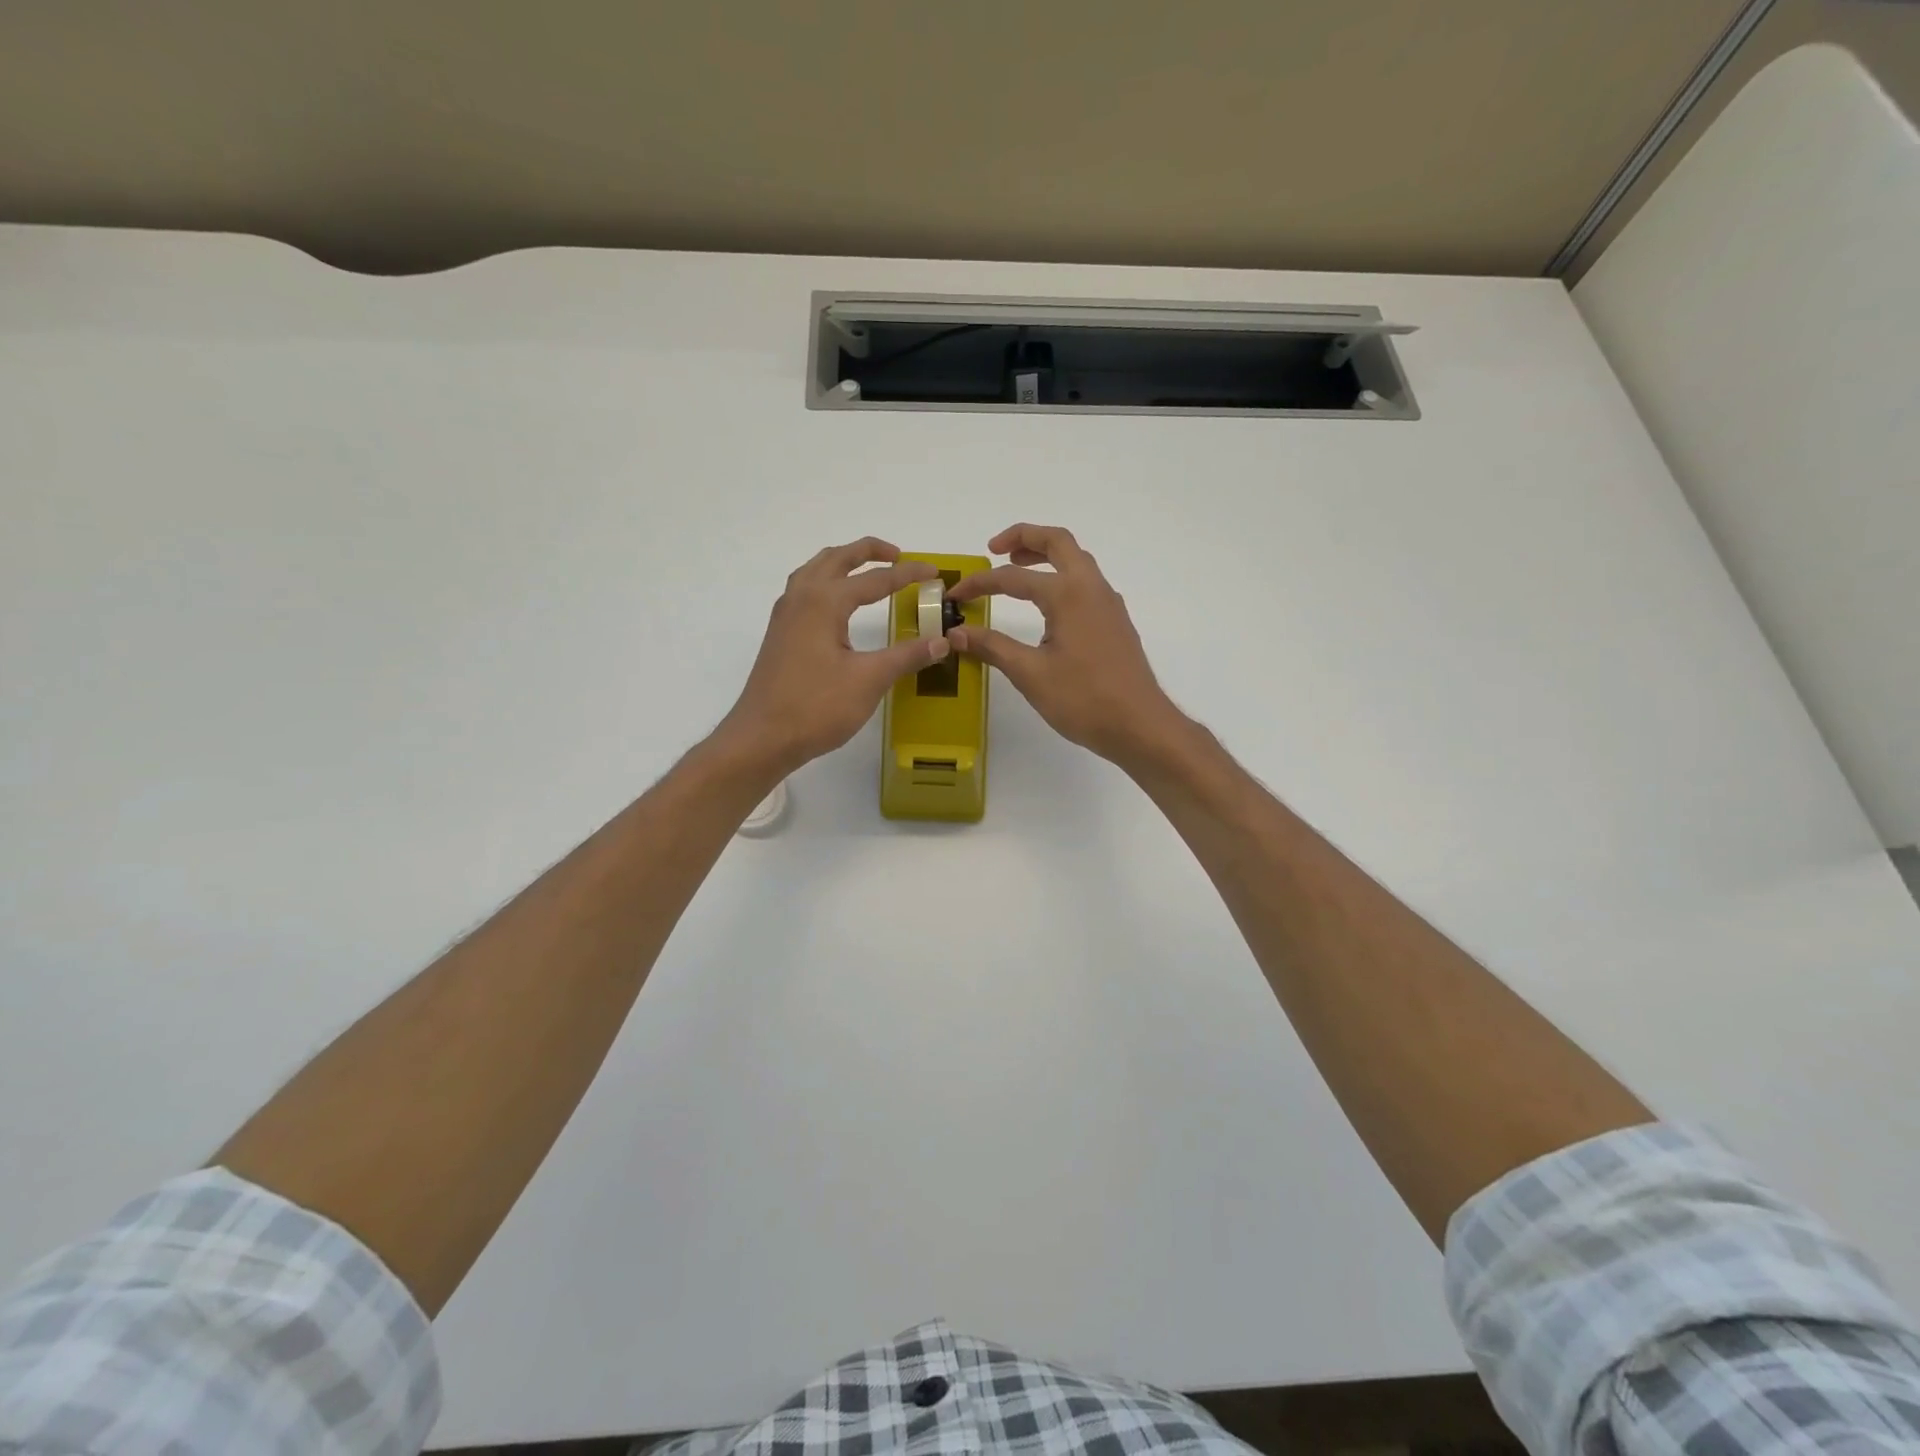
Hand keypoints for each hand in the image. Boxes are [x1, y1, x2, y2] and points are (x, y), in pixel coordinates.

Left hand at [714, 537, 949, 775]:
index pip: (875, 579)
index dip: (908, 574)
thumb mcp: (869, 680)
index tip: (935, 572)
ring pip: (815, 570)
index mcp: (824, 601)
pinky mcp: (780, 634)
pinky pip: (804, 590)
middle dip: (868, 551)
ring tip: (868, 570)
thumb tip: (941, 641)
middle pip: (837, 559)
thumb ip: (906, 656)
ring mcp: (785, 616)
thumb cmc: (816, 707)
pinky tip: (837, 604)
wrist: (762, 737)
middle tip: (899, 556)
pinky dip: (826, 581)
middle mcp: (801, 598)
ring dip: (843, 563)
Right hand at [948, 524, 1187, 767]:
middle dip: (1024, 537)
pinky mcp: (1115, 621)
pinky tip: (1047, 604)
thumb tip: (956, 633)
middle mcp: (1091, 588)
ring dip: (1045, 555)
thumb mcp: (1030, 674)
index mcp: (1068, 594)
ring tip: (1016, 568)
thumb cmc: (1084, 699)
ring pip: (1076, 560)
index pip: (1013, 577)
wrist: (1140, 725)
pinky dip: (1061, 577)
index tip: (955, 596)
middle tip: (993, 549)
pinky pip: (1086, 582)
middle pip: (1057, 542)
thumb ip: (992, 647)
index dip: (980, 584)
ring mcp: (1108, 603)